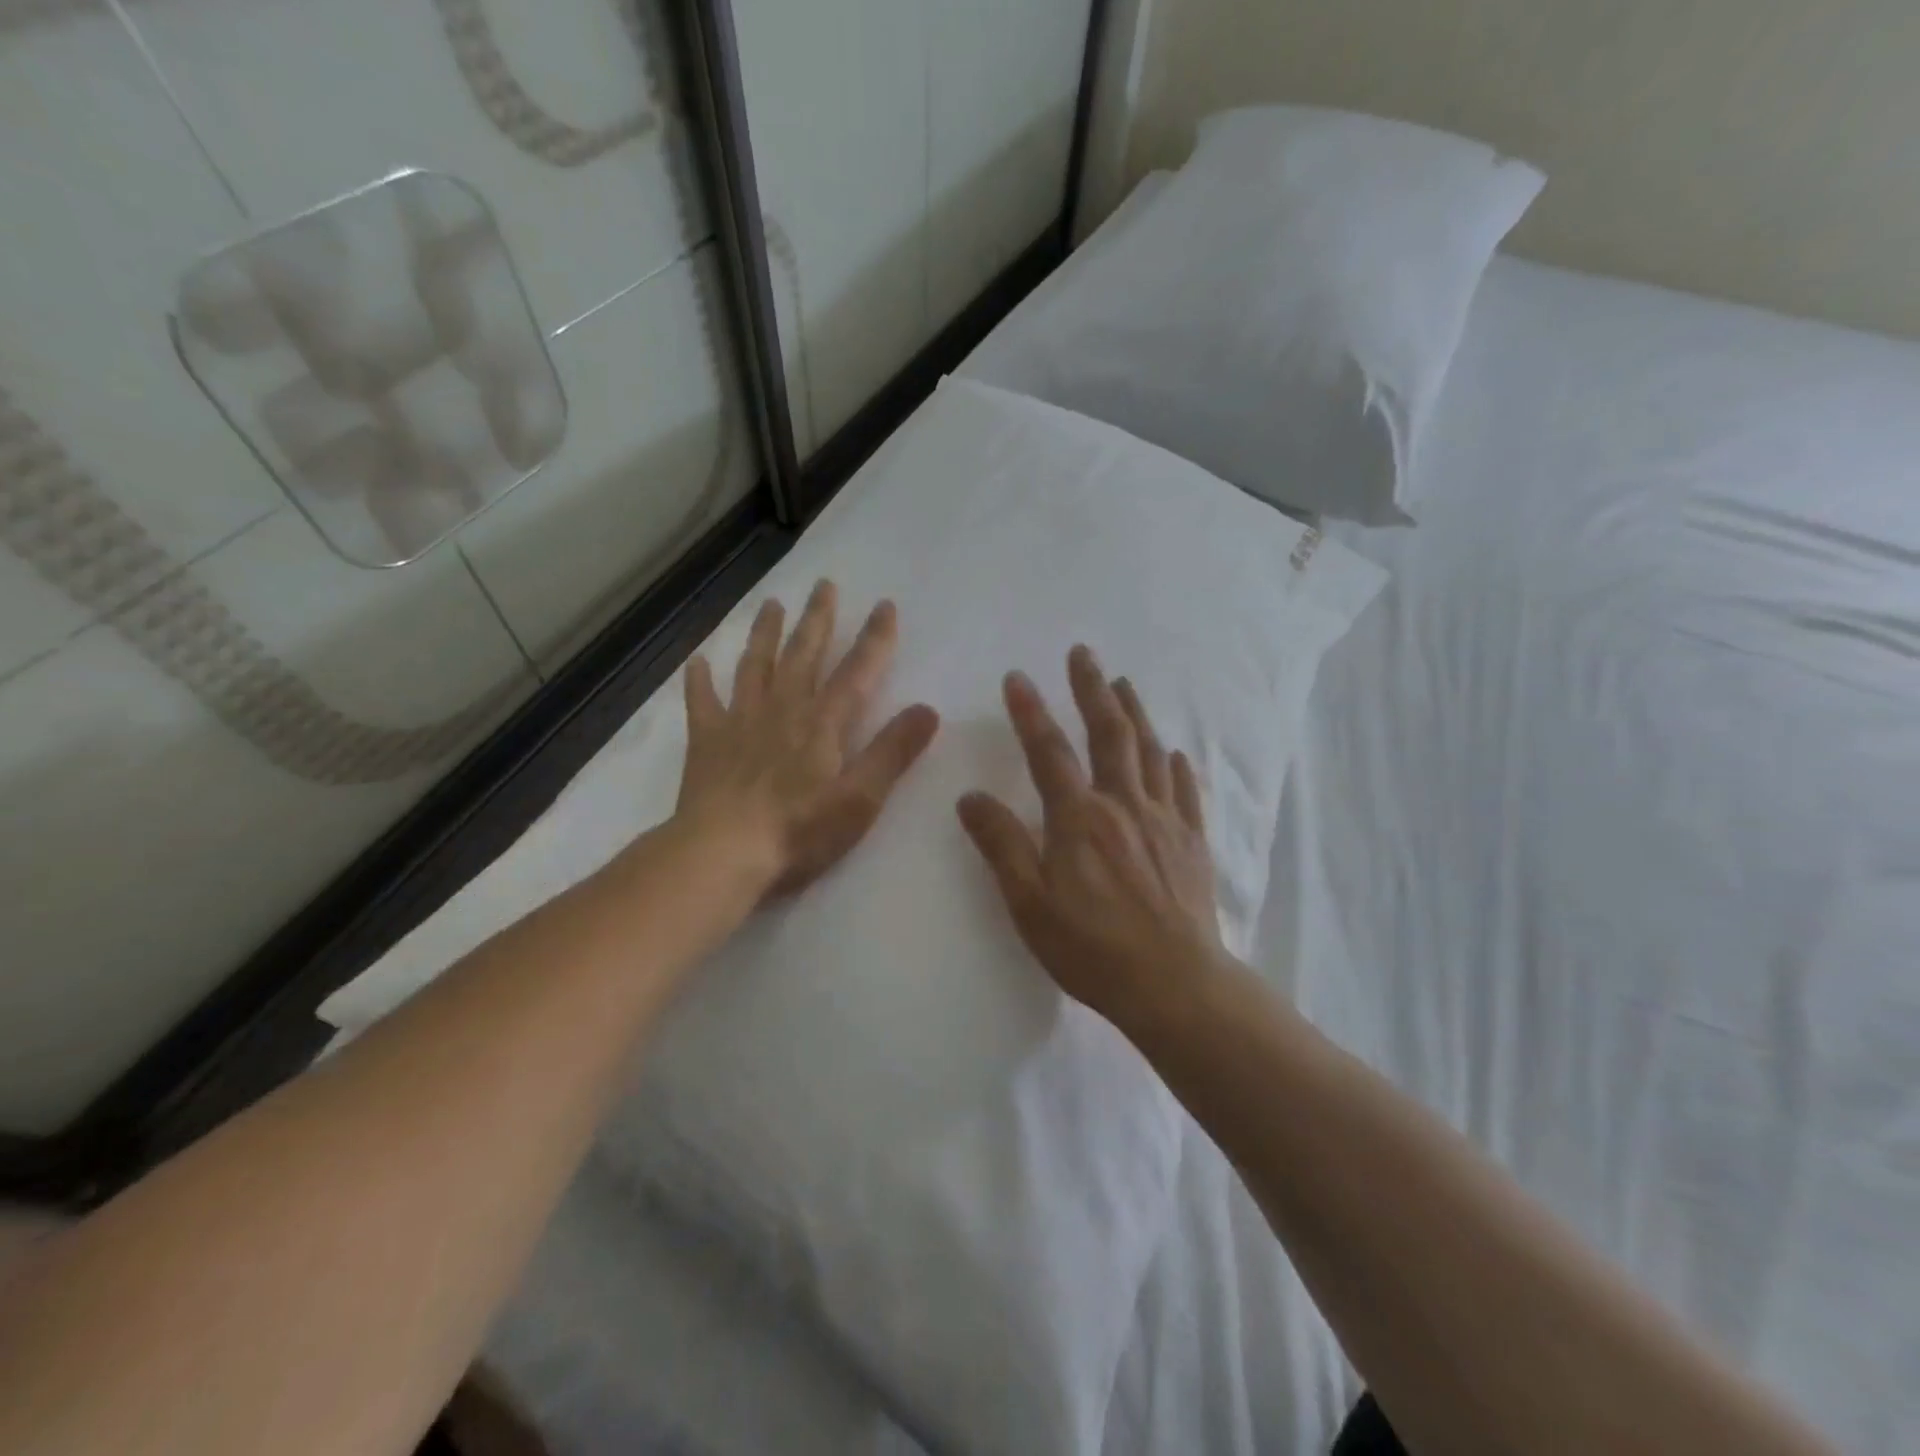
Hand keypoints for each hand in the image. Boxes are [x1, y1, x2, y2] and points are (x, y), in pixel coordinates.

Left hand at [677, 580, 939, 898]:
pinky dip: (700, 681)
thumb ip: (893, 752)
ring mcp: (740, 723)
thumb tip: (928, 709)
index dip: (874, 639)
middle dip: (817, 619)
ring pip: (755, 667)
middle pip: (803, 655)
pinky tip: (698, 662)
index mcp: (823, 724)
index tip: (885, 605)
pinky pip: (702, 703)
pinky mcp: (707, 743)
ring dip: (765, 634)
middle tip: (823, 584)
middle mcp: (783, 711)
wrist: (722, 854)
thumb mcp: (860, 798)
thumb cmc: (799, 831)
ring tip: (771, 605)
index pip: (856, 672)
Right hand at [957, 645, 1225, 1036]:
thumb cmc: (1092, 948)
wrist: (1175, 984)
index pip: (1049, 752)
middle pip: (1108, 734)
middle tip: (1083, 653)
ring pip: (1148, 751)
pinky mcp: (1191, 840)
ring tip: (1123, 682)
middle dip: (1092, 689)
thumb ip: (1001, 846)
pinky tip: (1173, 752)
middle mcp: (1123, 804)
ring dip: (1134, 712)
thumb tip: (970, 796)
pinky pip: (1184, 790)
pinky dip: (1175, 764)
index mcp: (1079, 818)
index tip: (1018, 677)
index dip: (1031, 712)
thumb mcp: (1030, 905)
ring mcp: (1163, 819)